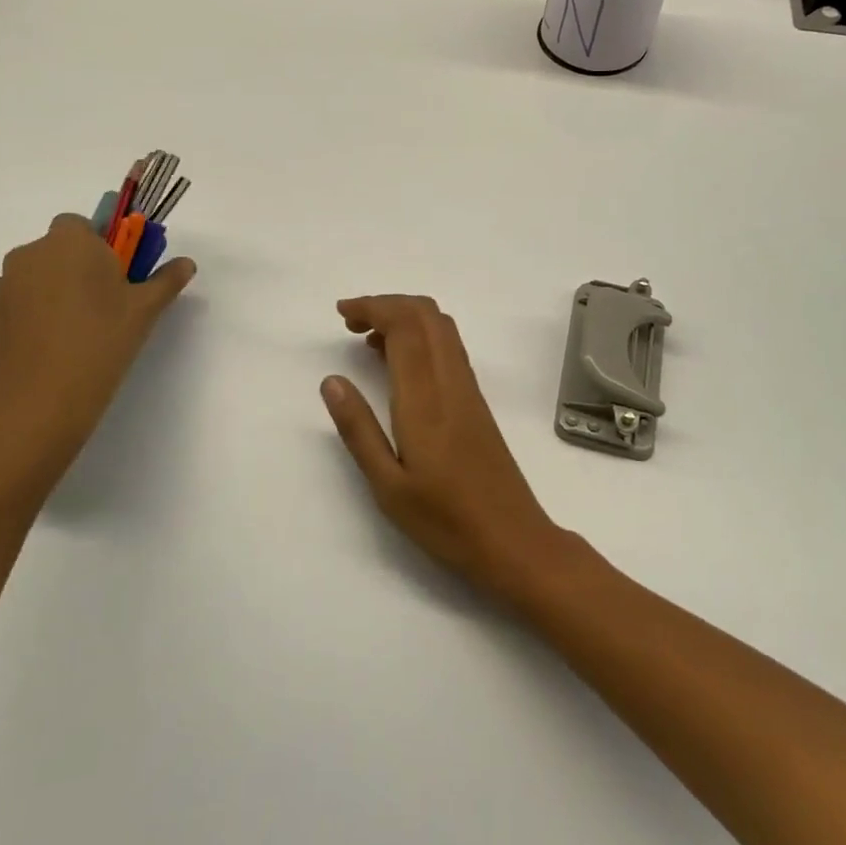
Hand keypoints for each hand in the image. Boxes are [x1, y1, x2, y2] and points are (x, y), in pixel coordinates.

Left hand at [0, 214, 194, 489]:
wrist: (40, 401)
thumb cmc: (101, 341)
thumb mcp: (145, 310)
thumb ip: (166, 280)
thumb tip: (186, 264)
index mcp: (69, 241)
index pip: (82, 225)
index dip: (100, 247)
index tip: (117, 277)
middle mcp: (29, 254)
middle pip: (57, 250)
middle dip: (76, 269)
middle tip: (103, 306)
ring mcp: (2, 287)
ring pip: (35, 278)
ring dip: (52, 293)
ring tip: (75, 334)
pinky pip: (16, 306)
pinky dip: (31, 318)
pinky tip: (50, 350)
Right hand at [322, 295, 567, 599]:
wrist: (513, 540)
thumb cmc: (445, 520)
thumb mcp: (388, 486)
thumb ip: (359, 429)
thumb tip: (331, 381)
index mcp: (425, 398)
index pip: (404, 326)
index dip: (373, 306)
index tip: (341, 313)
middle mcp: (451, 381)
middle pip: (425, 314)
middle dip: (386, 304)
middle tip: (350, 321)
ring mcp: (468, 388)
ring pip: (441, 327)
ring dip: (405, 317)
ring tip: (367, 338)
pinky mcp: (476, 401)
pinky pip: (448, 347)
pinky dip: (420, 336)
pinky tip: (399, 364)